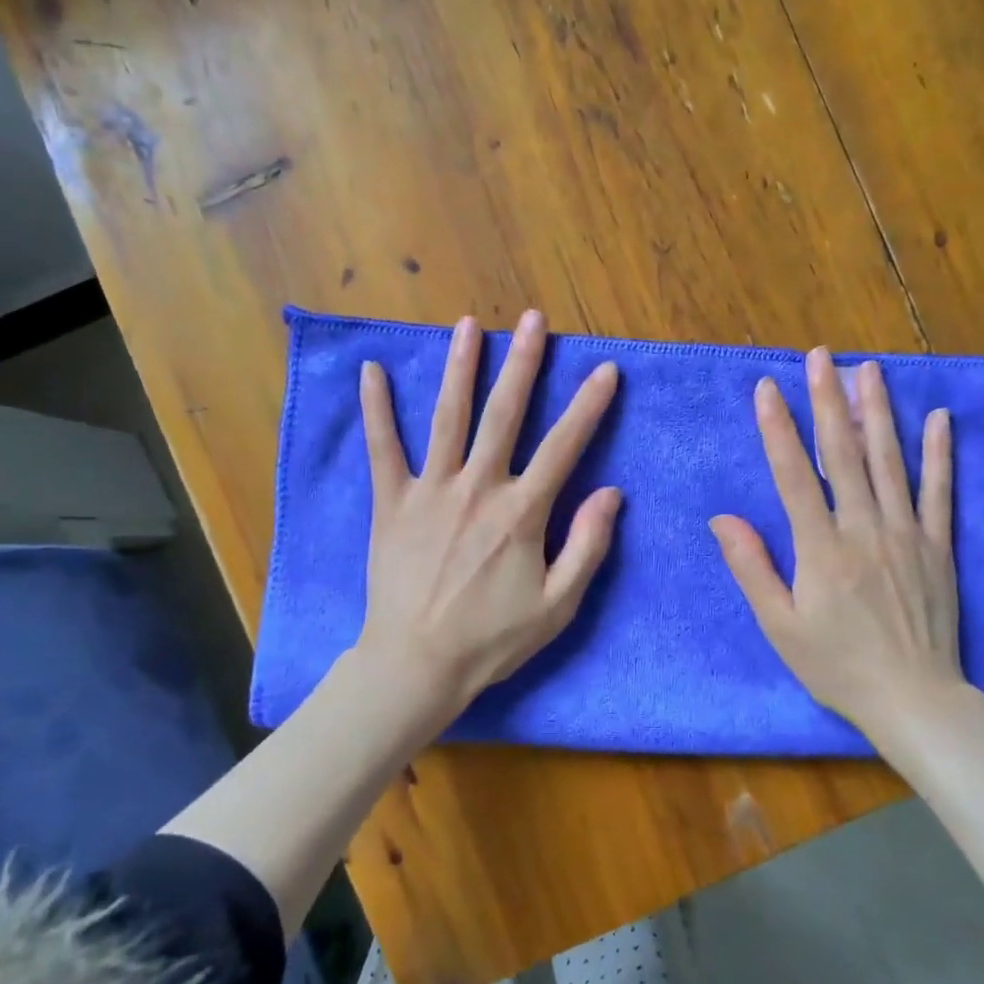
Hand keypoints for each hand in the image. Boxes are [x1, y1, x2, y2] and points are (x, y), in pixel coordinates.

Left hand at [355, 310, 621, 731]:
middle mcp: (477, 488)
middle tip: (534, 320)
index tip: (605, 370)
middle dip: (523, 363)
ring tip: (468, 325)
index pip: (563, 447)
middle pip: (504, 414)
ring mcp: (430, 491)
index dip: (587, 406)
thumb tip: (611, 493)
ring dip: (460, 368)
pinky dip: (377, 409)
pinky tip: (371, 371)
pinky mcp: (392, 503)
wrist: (416, 664)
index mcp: (521, 513)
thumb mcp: (558, 605)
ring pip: (449, 418)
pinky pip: (383, 449)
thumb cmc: (492, 639)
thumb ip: (588, 546)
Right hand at [710, 348, 979, 757]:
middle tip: (821, 356)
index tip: (767, 388)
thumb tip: (722, 519)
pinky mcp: (938, 546)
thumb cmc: (837, 666)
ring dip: (877, 412)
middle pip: (843, 454)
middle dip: (828, 401)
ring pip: (890, 462)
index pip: (794, 475)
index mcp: (821, 549)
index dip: (778, 429)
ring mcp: (907, 534)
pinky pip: (939, 492)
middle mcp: (864, 529)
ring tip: (869, 369)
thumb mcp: (779, 627)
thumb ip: (752, 568)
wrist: (913, 699)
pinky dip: (939, 453)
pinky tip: (938, 418)